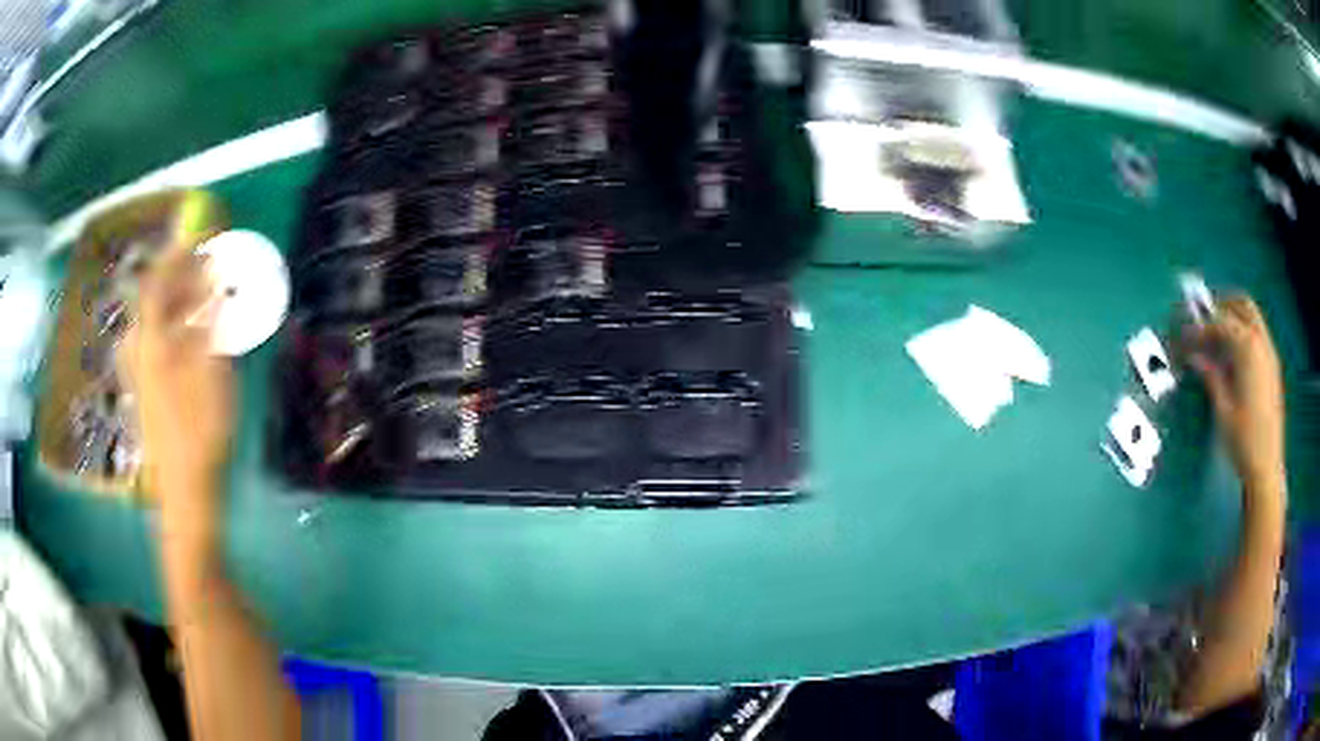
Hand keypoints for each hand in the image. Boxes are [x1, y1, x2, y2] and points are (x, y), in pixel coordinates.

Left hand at [118, 248, 233, 522]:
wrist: (186, 492)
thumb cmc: (200, 432)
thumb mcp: (211, 372)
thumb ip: (208, 321)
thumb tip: (213, 278)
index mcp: (152, 342)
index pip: (158, 282)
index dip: (179, 254)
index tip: (202, 234)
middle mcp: (141, 352)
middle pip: (154, 301)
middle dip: (179, 277)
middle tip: (206, 267)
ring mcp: (142, 375)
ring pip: (155, 323)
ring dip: (176, 303)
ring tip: (200, 299)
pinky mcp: (149, 393)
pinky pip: (157, 344)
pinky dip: (174, 329)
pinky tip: (190, 338)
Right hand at [1183, 295, 1284, 498]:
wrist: (1266, 467)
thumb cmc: (1243, 440)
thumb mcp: (1223, 409)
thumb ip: (1210, 375)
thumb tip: (1193, 355)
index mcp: (1247, 349)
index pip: (1220, 323)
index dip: (1200, 326)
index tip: (1184, 333)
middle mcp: (1261, 342)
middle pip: (1241, 305)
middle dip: (1221, 305)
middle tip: (1202, 319)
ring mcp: (1269, 353)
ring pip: (1252, 316)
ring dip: (1233, 317)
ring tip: (1216, 335)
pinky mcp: (1272, 366)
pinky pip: (1258, 334)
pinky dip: (1244, 332)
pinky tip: (1233, 354)